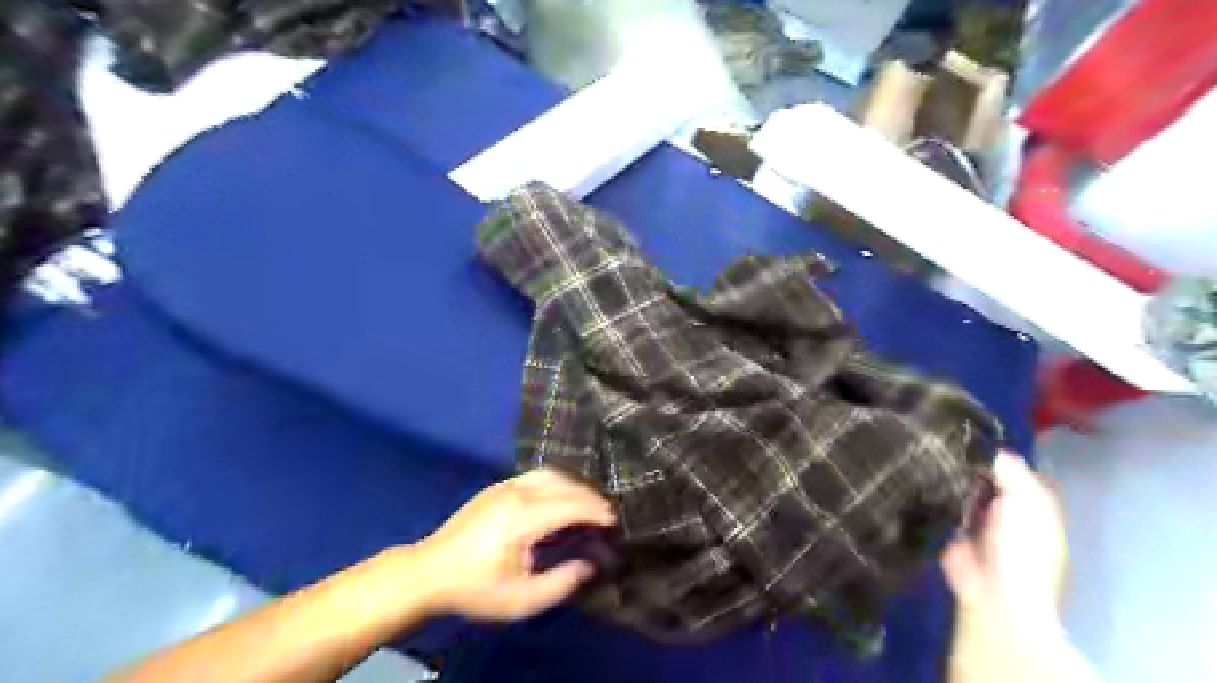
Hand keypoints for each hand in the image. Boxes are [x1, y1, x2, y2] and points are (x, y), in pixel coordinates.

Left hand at [414, 471, 618, 620]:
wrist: (429, 572)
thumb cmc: (475, 588)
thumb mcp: (520, 599)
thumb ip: (561, 583)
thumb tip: (590, 564)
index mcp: (523, 518)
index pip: (570, 505)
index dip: (595, 510)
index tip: (613, 521)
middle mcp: (516, 493)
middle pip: (564, 484)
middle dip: (590, 497)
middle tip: (606, 514)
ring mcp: (504, 486)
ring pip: (551, 474)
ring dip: (574, 486)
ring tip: (588, 504)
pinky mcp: (497, 486)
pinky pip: (536, 475)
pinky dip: (557, 482)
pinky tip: (562, 497)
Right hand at [940, 450, 1067, 626]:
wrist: (995, 591)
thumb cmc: (1023, 547)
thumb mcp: (1028, 502)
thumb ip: (1013, 474)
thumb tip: (993, 450)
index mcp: (1032, 504)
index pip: (1012, 470)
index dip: (993, 454)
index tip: (966, 436)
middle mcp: (1005, 510)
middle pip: (983, 478)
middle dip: (965, 465)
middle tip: (939, 444)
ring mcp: (976, 522)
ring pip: (959, 489)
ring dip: (946, 479)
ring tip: (924, 456)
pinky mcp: (950, 532)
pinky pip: (939, 506)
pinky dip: (930, 496)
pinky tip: (915, 478)